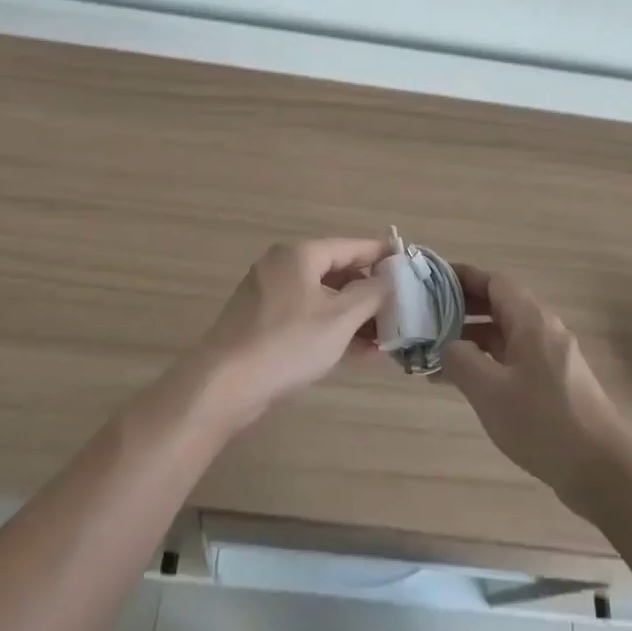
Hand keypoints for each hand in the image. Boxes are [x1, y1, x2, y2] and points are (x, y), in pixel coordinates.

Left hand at [187, 238, 390, 432]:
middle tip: (400, 310)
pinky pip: (305, 318)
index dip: (380, 255)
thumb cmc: (288, 343)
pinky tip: (357, 354)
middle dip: (368, 294)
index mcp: (300, 255)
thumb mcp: (339, 319)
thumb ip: (370, 294)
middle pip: (335, 273)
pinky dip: (330, 330)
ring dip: (353, 317)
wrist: (225, 384)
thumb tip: (389, 277)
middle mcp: (282, 266)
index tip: (406, 264)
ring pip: (321, 299)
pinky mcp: (261, 324)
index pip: (349, 246)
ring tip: (385, 339)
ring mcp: (268, 295)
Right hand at [441, 263, 631, 505]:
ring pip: (506, 335)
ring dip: (473, 339)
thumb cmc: (543, 422)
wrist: (604, 472)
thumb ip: (460, 360)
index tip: (433, 282)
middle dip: (463, 308)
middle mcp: (543, 330)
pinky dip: (489, 362)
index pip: (493, 281)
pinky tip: (468, 384)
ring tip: (438, 354)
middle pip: (499, 305)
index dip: (463, 277)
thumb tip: (447, 345)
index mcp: (531, 320)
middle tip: (428, 319)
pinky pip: (515, 358)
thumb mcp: (490, 391)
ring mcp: (552, 357)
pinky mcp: (556, 384)